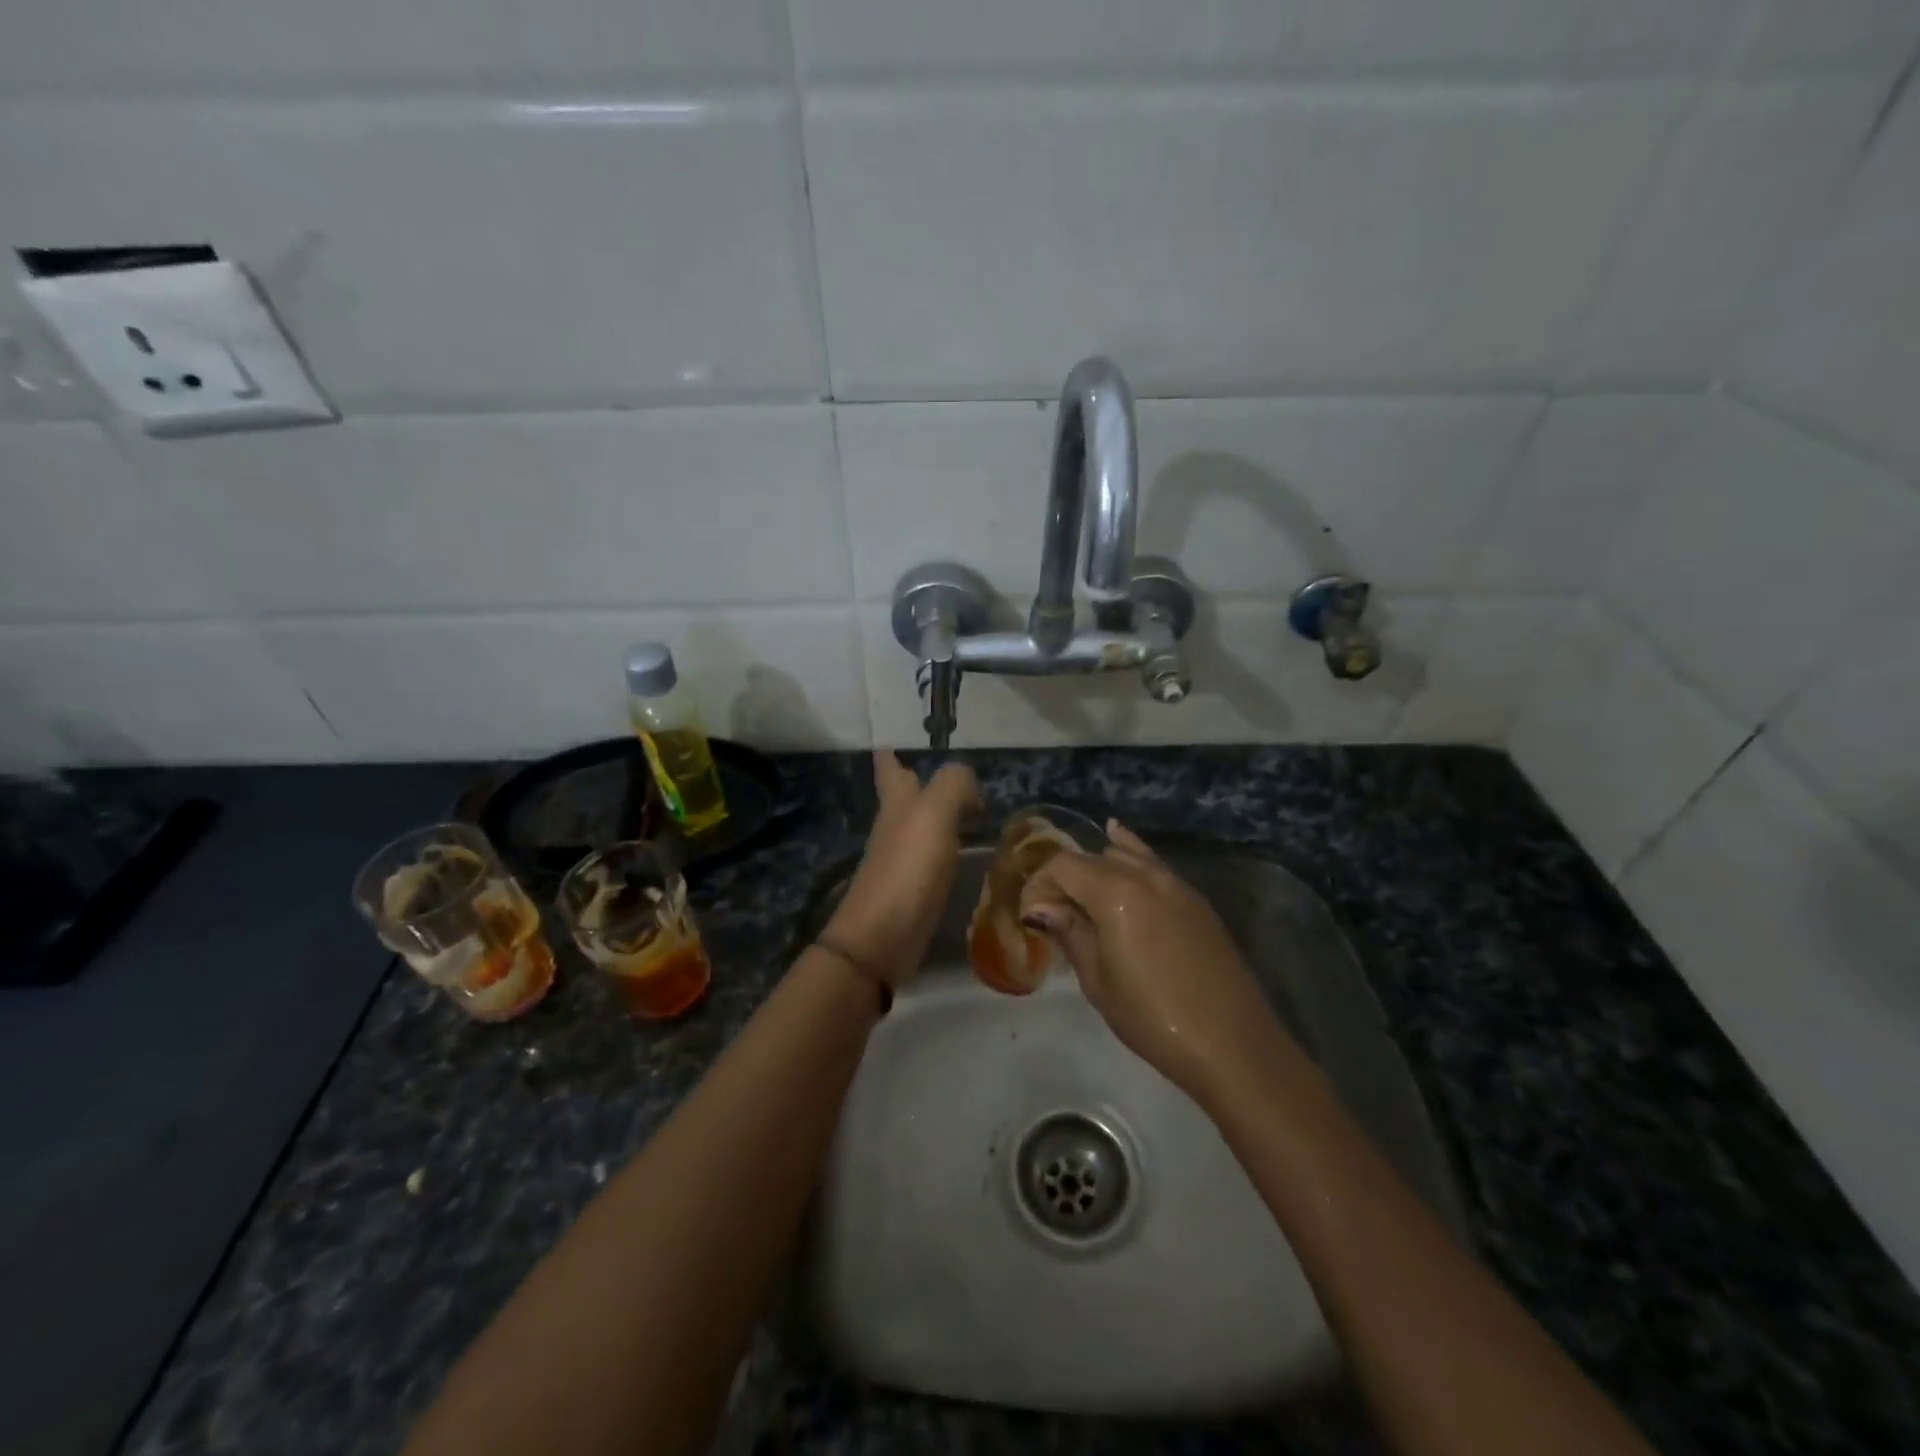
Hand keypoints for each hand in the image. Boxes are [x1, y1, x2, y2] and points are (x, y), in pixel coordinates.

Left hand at [821, 753, 979, 987]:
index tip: (891, 737)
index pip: (889, 766)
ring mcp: (904, 858)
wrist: (882, 938)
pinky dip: (951, 845)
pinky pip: (936, 855)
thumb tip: (969, 783)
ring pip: (923, 824)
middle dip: (919, 777)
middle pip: (906, 794)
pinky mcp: (917, 888)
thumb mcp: (933, 814)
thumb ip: (953, 785)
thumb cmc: (906, 868)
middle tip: (950, 766)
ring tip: (975, 804)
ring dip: (942, 811)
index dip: (890, 751)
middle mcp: (896, 826)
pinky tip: (969, 849)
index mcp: (897, 802)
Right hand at [1019, 821, 1290, 1102]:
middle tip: (1055, 915)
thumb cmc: (1152, 1018)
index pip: (1063, 865)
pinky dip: (1132, 856)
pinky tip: (1121, 849)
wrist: (1231, 1044)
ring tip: (1085, 897)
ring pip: (1126, 855)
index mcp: (1116, 892)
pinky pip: (1155, 865)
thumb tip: (1041, 908)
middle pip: (1093, 857)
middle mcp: (1145, 875)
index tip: (1033, 917)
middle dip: (1066, 878)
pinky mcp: (1196, 900)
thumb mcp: (1098, 981)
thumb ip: (1070, 933)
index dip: (1040, 884)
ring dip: (1099, 869)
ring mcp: (1176, 884)